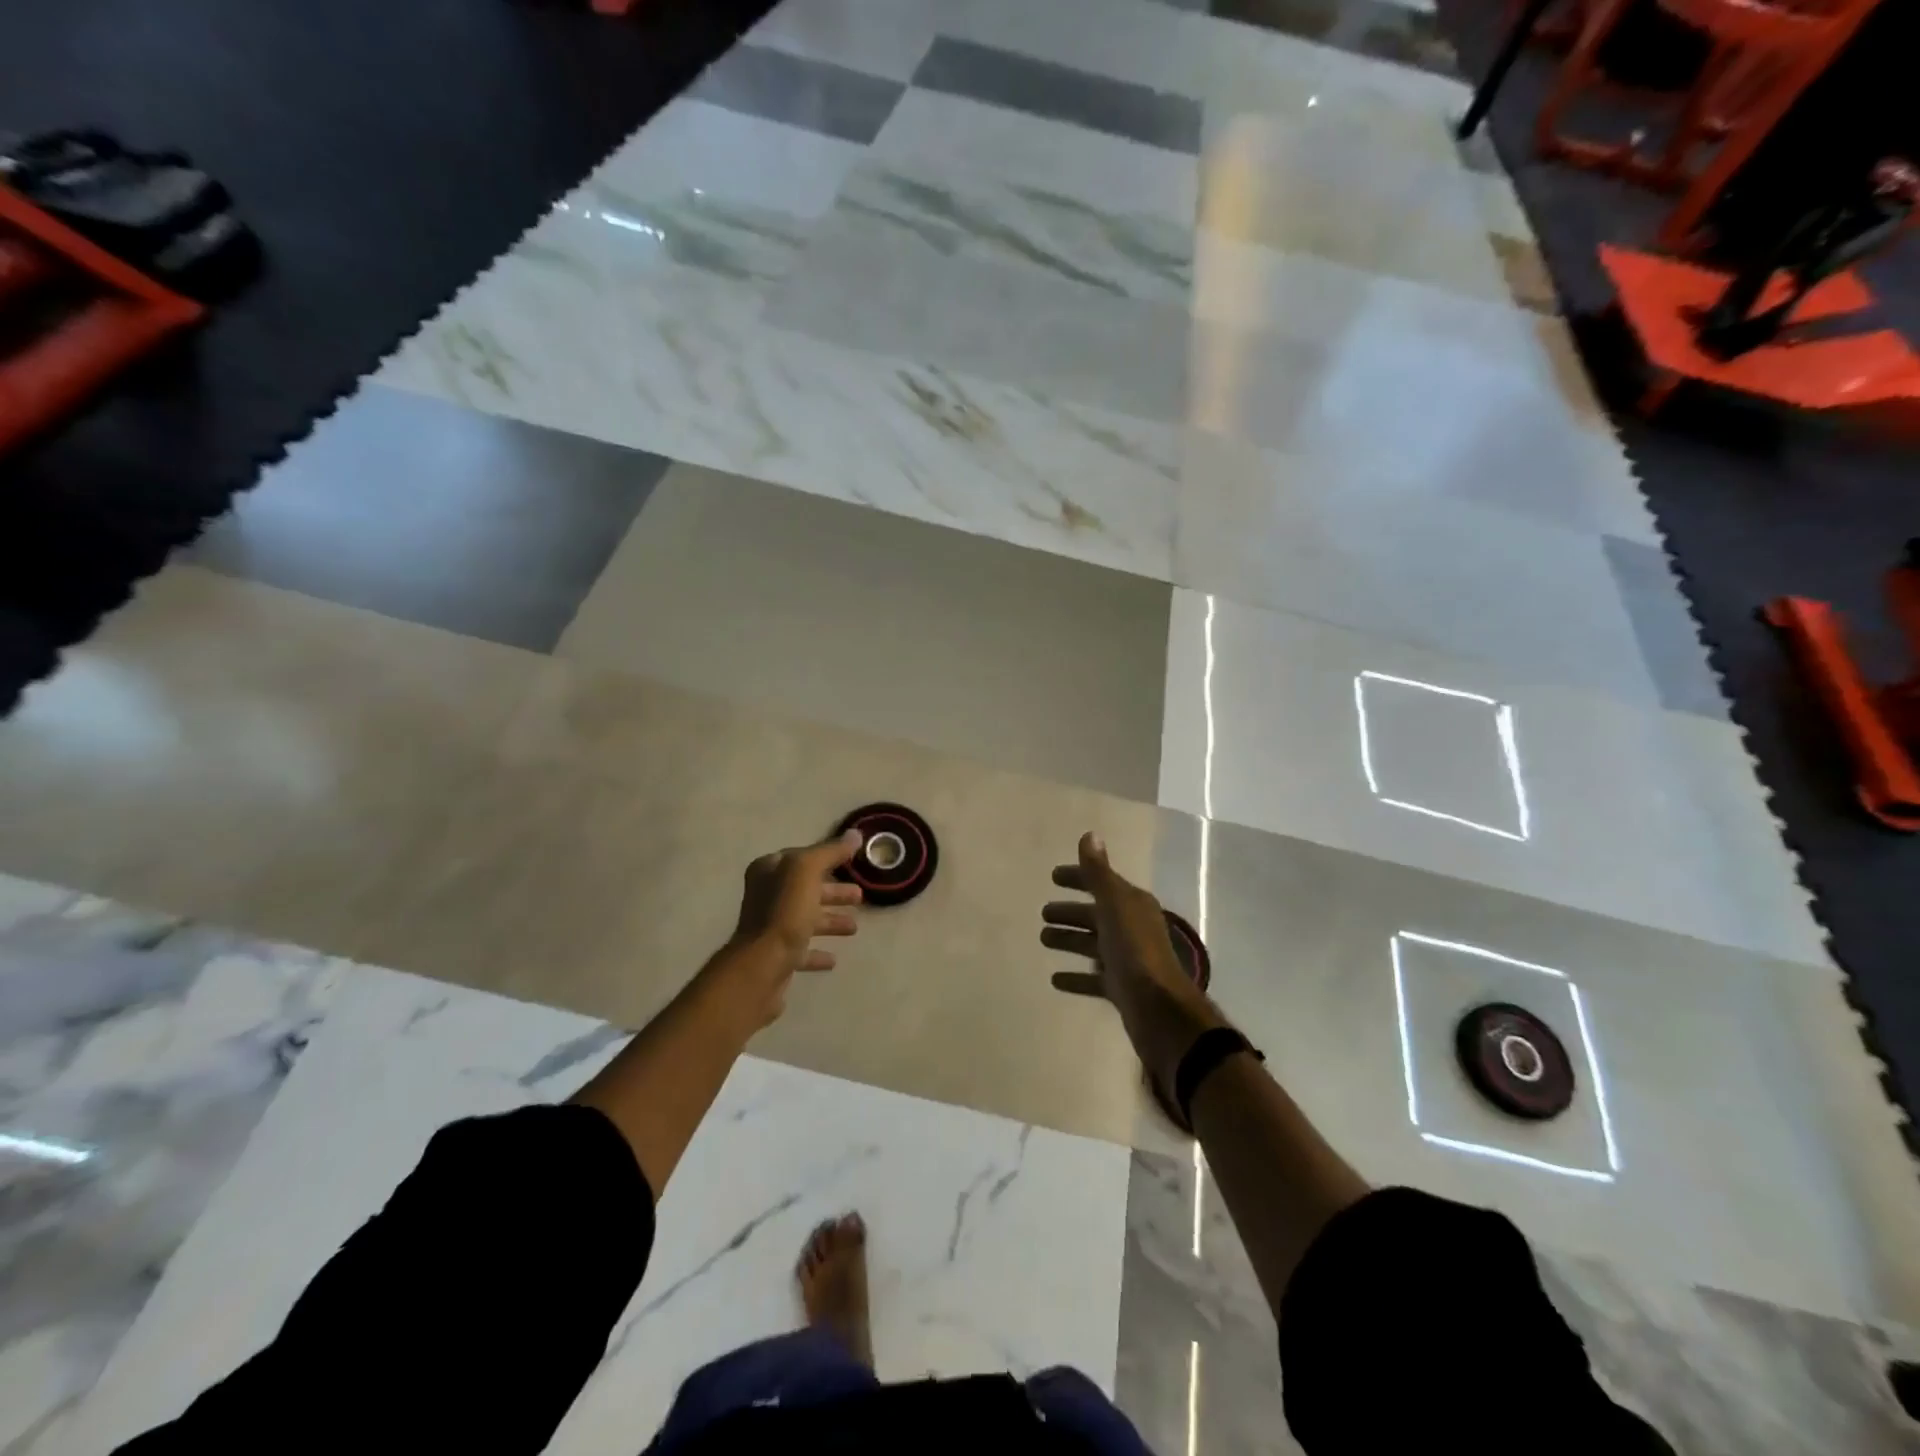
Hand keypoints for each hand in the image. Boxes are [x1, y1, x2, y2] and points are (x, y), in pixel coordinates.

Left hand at [728, 830, 864, 1024]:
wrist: (763, 964)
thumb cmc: (785, 911)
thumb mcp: (808, 870)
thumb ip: (831, 851)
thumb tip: (854, 834)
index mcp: (768, 871)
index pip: (801, 857)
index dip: (826, 858)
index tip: (851, 863)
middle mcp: (766, 895)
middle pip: (806, 889)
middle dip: (833, 892)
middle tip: (860, 897)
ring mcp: (770, 927)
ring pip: (806, 918)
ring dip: (830, 921)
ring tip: (854, 928)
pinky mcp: (776, 956)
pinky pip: (801, 950)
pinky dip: (818, 952)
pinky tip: (833, 959)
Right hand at [1041, 832, 1220, 1087]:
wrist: (1159, 1008)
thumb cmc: (1135, 950)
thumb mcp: (1114, 905)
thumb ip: (1098, 873)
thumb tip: (1090, 834)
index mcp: (1132, 905)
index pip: (1101, 883)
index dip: (1078, 877)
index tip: (1053, 877)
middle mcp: (1131, 928)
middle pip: (1095, 914)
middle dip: (1070, 911)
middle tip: (1043, 913)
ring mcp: (1126, 960)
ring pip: (1092, 945)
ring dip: (1069, 940)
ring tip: (1043, 940)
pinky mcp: (1121, 988)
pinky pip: (1092, 978)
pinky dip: (1075, 976)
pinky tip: (1055, 979)